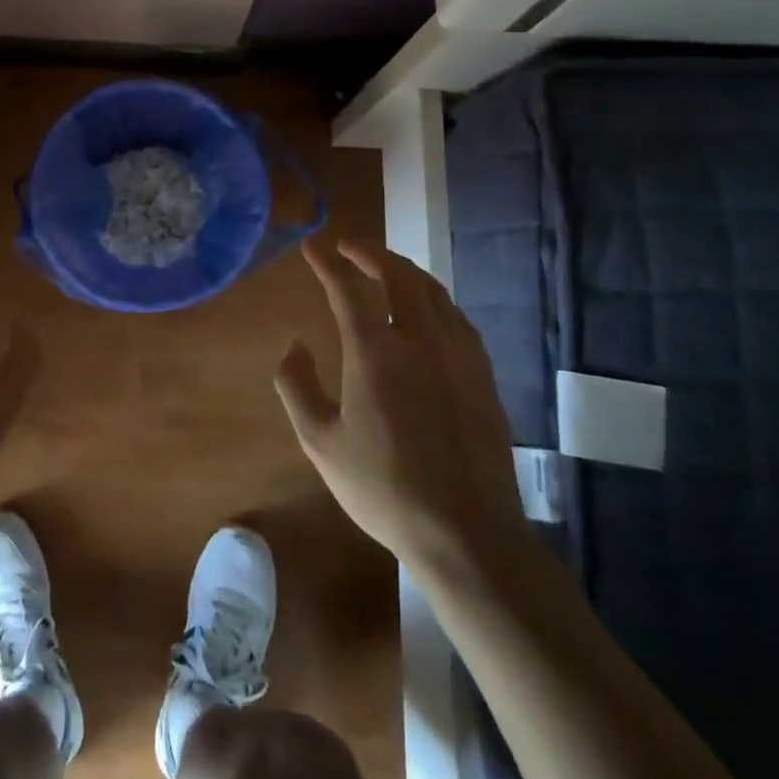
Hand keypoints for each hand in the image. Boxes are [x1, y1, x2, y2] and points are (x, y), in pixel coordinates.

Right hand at [276, 238, 526, 573]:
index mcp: (375, 353)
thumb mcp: (320, 442)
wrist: (466, 533)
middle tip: (349, 246)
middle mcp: (420, 340)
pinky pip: (457, 317)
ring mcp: (458, 355)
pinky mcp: (483, 374)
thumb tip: (294, 346)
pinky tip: (427, 310)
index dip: (326, 262)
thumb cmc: (384, 489)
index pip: (347, 288)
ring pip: (433, 291)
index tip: (312, 246)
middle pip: (398, 275)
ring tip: (385, 267)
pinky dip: (434, 298)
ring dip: (405, 270)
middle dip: (370, 252)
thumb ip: (296, 386)